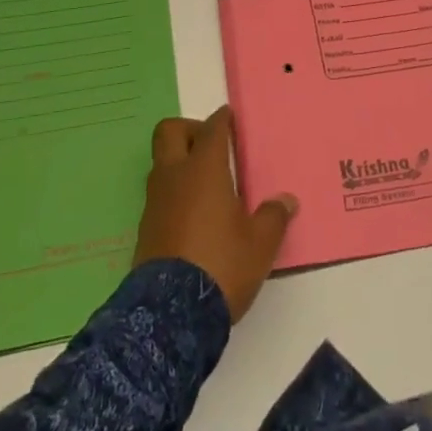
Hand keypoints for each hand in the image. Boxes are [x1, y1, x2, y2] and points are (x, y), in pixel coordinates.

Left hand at [133, 107, 296, 322]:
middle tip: (211, 145)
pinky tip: (195, 214)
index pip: (212, 129)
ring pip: (162, 163)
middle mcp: (174, 176)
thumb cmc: (222, 264)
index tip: (230, 117)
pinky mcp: (146, 227)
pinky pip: (159, 194)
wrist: (171, 312)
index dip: (222, 120)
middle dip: (189, 129)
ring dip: (180, 162)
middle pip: (170, 131)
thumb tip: (286, 200)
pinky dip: (174, 192)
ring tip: (207, 183)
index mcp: (204, 169)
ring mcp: (155, 201)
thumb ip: (274, 216)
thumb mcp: (260, 244)